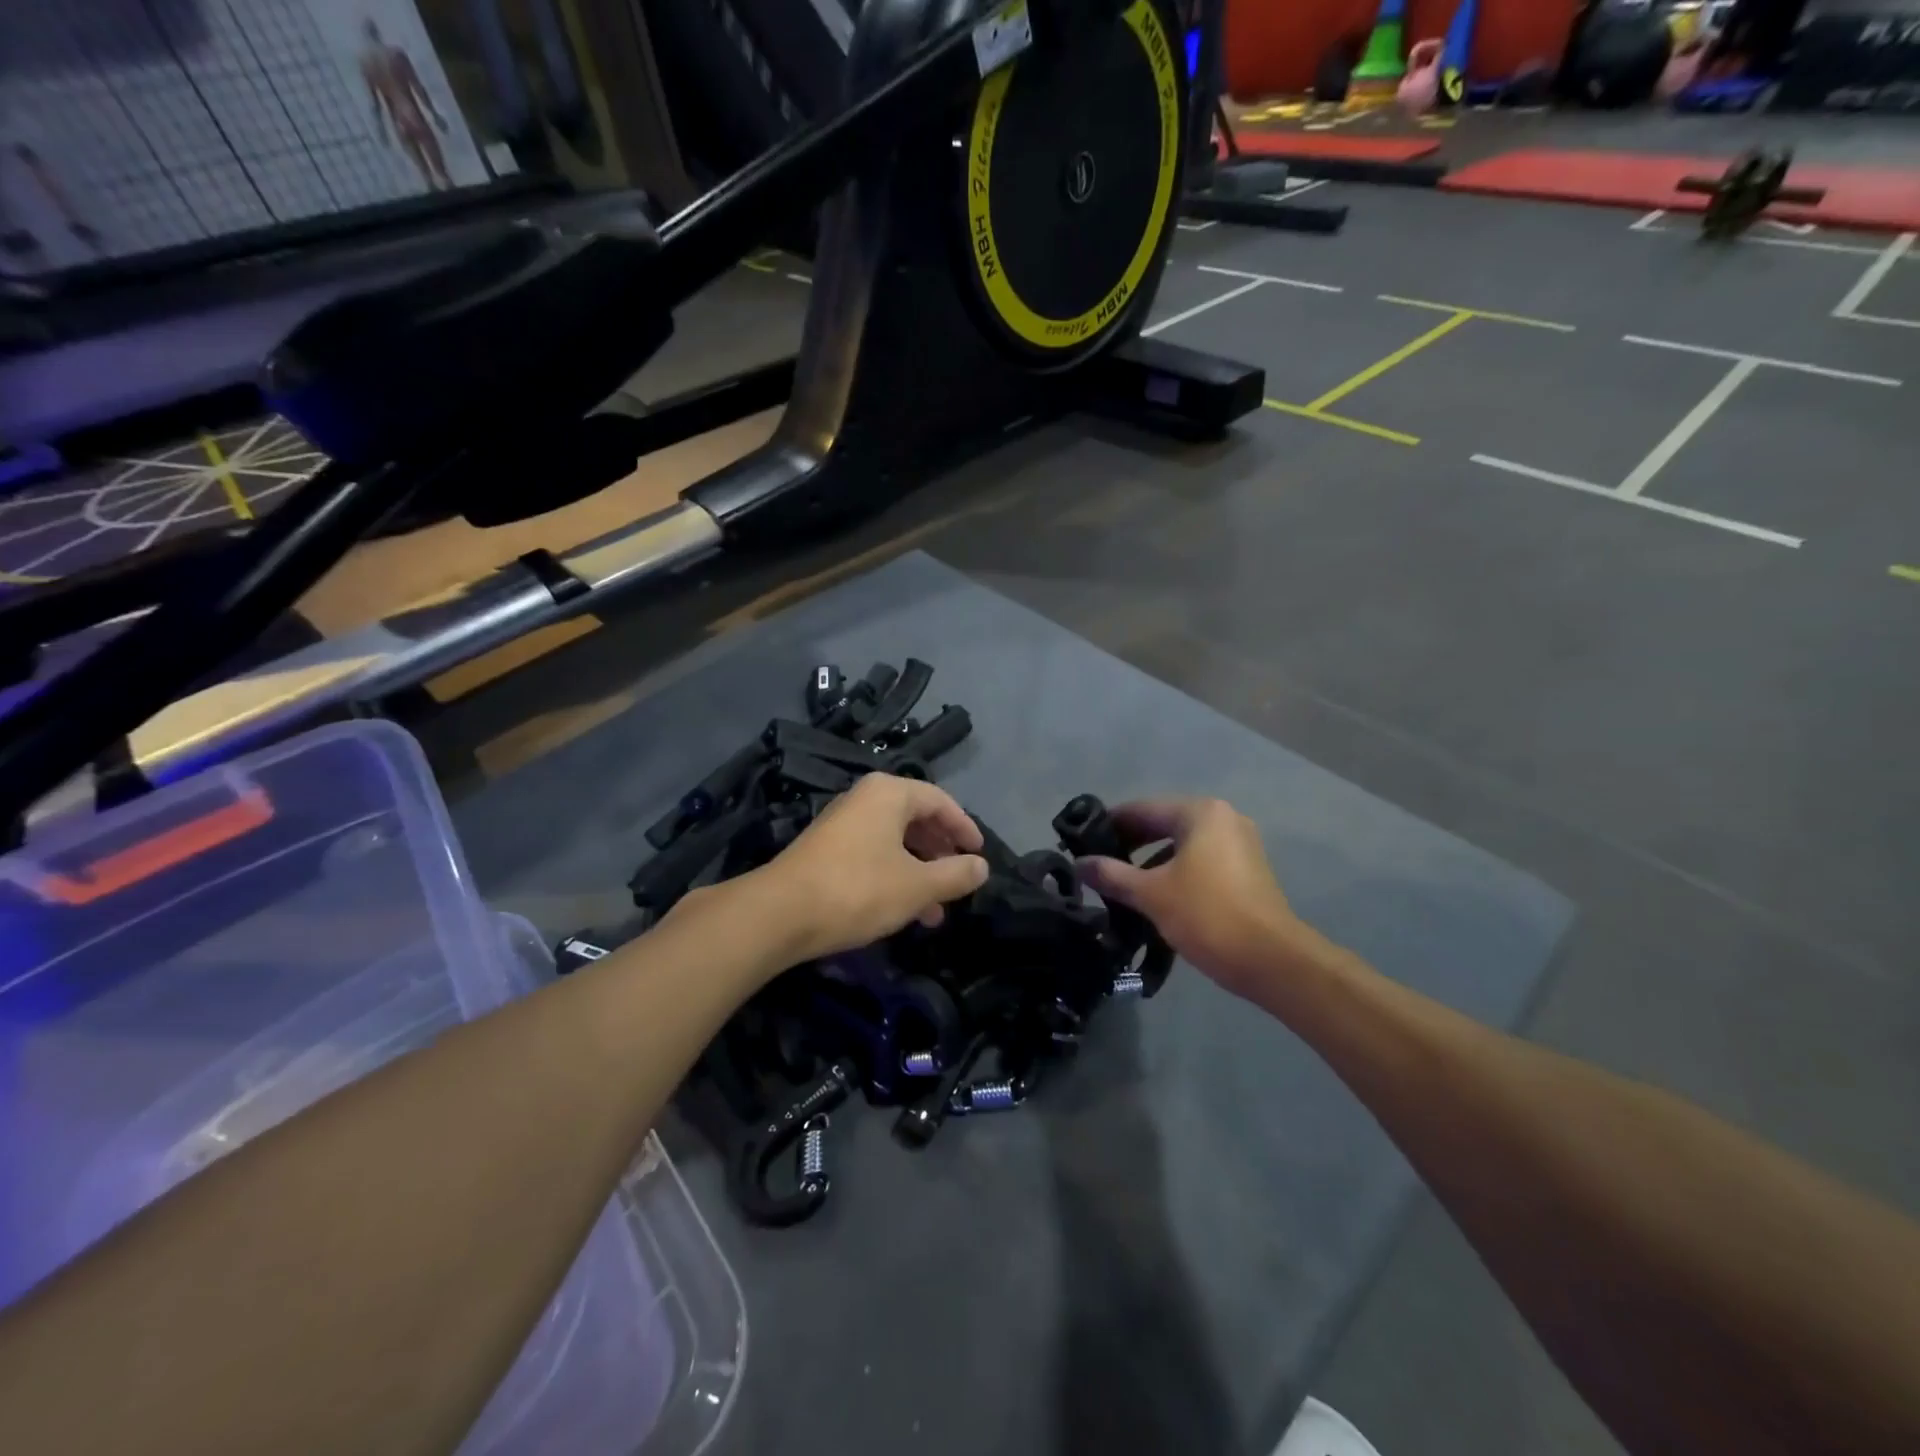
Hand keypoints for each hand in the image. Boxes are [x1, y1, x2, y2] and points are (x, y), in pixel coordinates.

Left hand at [753, 774, 988, 963]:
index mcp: (889, 793)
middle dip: (941, 853)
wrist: (780, 913)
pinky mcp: (826, 850)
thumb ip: (955, 874)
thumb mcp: (917, 886)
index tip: (979, 854)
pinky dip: (894, 876)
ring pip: (894, 841)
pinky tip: (902, 910)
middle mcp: (865, 799)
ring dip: (919, 872)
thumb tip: (982, 866)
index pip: (939, 801)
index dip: (964, 827)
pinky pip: (873, 854)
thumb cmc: (858, 889)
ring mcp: (842, 823)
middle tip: (958, 880)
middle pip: (916, 819)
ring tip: (935, 911)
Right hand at [1076, 798, 1323, 998]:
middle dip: (1130, 845)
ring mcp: (1240, 845)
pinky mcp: (1248, 872)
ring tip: (1121, 886)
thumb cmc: (1207, 915)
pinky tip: (1155, 898)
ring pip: (1182, 846)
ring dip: (1151, 862)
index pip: (1142, 809)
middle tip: (1098, 866)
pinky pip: (1200, 862)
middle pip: (1163, 824)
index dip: (1109, 825)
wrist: (1272, 961)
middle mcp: (1223, 819)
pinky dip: (1175, 873)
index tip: (1082, 843)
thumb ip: (1112, 874)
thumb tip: (1079, 864)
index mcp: (1200, 813)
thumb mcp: (1151, 894)